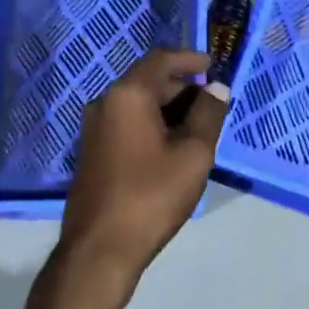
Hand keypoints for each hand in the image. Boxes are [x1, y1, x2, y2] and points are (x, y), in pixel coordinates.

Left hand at [59, 49, 229, 283]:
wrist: (99, 250)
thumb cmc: (150, 197)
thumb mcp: (193, 155)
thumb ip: (208, 115)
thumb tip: (216, 88)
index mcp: (128, 95)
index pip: (161, 59)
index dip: (190, 59)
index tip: (213, 65)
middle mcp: (105, 101)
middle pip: (148, 79)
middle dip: (182, 86)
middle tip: (212, 103)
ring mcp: (94, 126)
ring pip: (137, 102)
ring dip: (168, 107)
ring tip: (198, 126)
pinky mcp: (92, 149)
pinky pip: (126, 121)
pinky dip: (151, 122)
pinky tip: (172, 144)